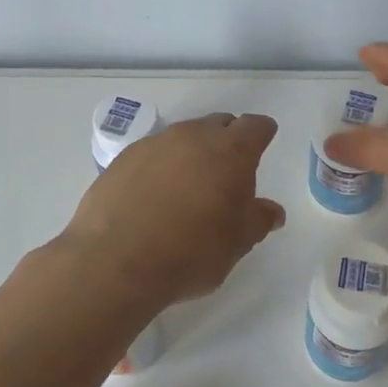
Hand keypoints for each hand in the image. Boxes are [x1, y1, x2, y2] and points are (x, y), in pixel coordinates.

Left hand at [64, 113, 286, 306]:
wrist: (116, 261)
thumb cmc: (192, 251)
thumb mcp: (238, 243)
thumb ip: (258, 220)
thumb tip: (272, 211)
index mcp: (230, 151)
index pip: (255, 127)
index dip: (262, 134)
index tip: (263, 144)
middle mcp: (193, 136)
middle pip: (218, 125)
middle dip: (227, 141)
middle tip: (228, 171)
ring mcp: (154, 144)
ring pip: (183, 138)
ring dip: (192, 154)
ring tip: (189, 187)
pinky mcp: (123, 159)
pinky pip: (152, 154)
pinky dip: (161, 167)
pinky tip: (154, 197)